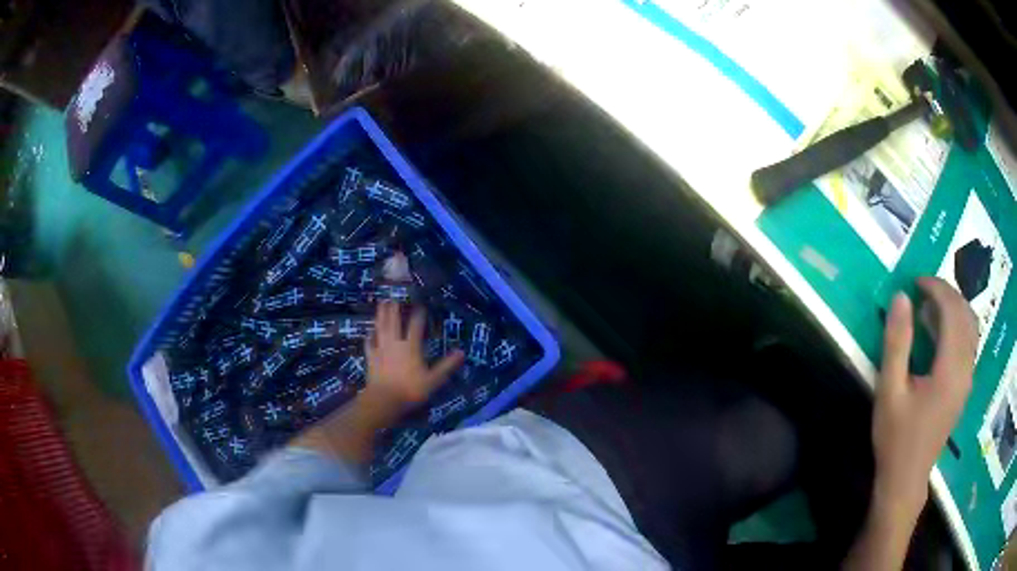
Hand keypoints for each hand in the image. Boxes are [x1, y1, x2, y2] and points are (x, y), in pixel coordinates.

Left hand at [365, 301, 463, 406]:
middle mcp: (395, 343)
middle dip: (395, 308)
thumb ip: (447, 366)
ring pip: (381, 328)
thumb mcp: (434, 380)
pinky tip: (369, 332)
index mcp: (411, 347)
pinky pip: (369, 344)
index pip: (416, 326)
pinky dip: (369, 336)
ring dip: (381, 315)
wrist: (384, 400)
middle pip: (394, 322)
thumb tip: (462, 352)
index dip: (419, 314)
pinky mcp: (371, 358)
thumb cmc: (410, 390)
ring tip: (382, 303)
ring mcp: (380, 349)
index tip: (421, 303)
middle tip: (394, 295)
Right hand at [872, 277, 977, 513]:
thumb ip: (897, 343)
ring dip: (955, 308)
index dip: (936, 288)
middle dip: (947, 293)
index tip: (916, 282)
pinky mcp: (965, 387)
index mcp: (950, 369)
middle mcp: (965, 369)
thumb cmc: (896, 438)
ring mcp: (968, 379)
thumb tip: (901, 297)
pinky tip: (941, 332)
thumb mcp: (889, 391)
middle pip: (966, 315)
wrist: (906, 479)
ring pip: (971, 327)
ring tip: (932, 306)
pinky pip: (969, 343)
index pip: (952, 311)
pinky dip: (958, 326)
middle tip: (923, 290)